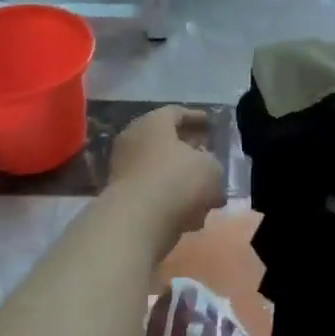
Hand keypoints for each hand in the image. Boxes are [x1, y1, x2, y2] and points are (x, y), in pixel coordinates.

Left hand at [106, 106, 225, 246]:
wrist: (136, 222)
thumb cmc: (177, 181)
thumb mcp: (211, 168)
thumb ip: (214, 164)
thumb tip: (208, 169)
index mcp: (153, 123)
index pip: (177, 112)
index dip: (197, 118)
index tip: (212, 124)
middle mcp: (133, 139)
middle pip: (166, 141)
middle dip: (189, 150)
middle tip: (209, 156)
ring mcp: (123, 169)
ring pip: (159, 169)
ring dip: (180, 178)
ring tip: (205, 191)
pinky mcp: (120, 197)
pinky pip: (152, 192)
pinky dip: (170, 199)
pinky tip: (191, 214)